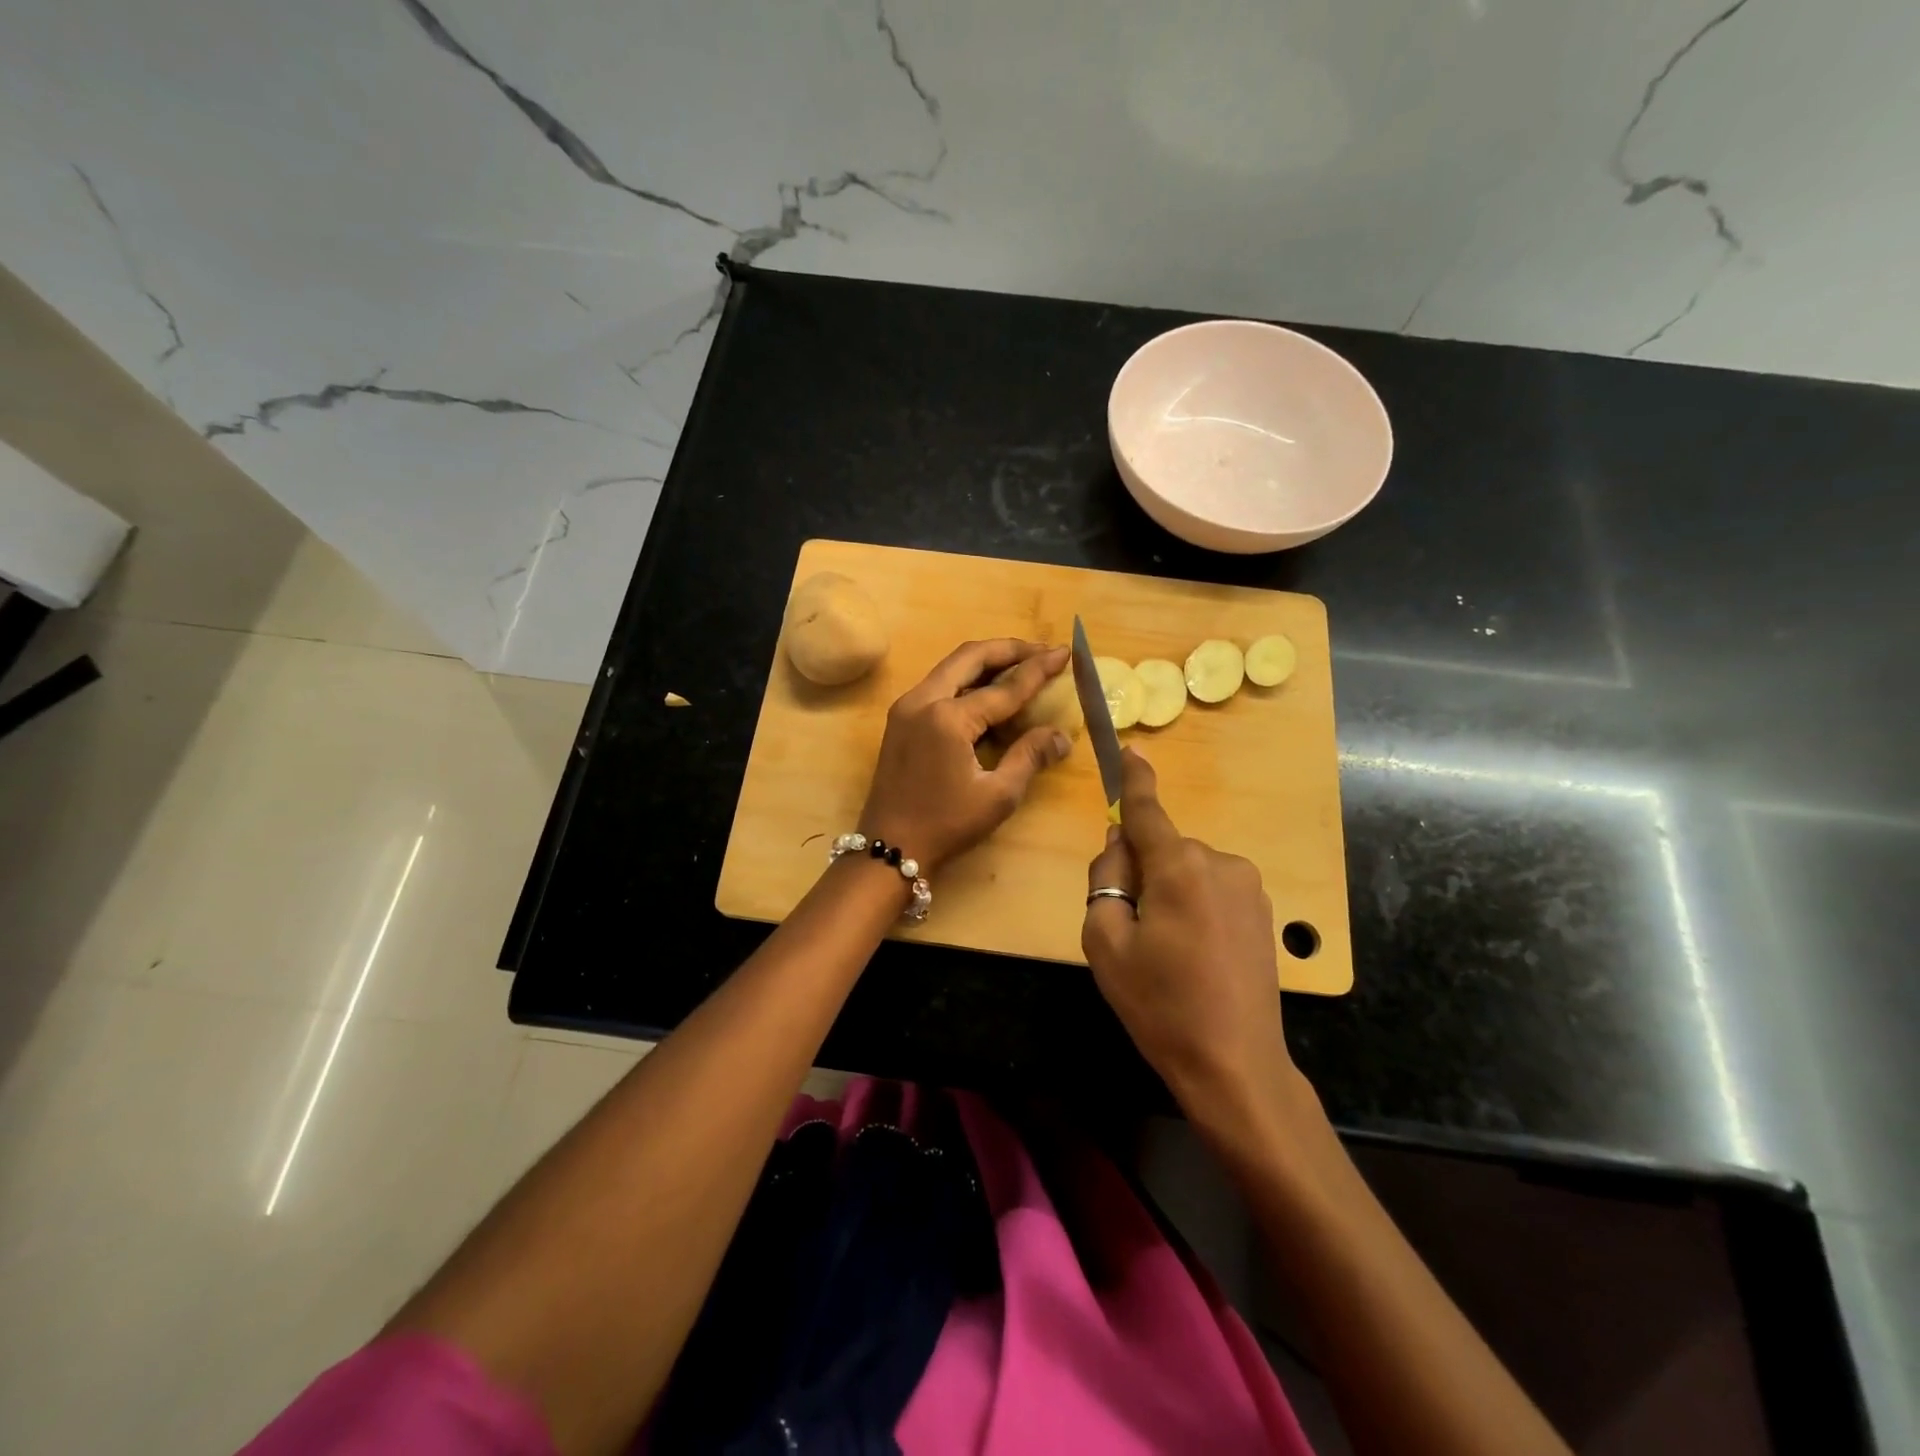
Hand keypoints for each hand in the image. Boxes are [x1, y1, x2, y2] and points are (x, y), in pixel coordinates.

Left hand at [859, 639, 1072, 873]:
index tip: (1065, 653)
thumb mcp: (998, 795)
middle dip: (1009, 649)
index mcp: (948, 717)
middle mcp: (923, 700)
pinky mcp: (901, 719)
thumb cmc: (946, 825)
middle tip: (1042, 651)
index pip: (1004, 687)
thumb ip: (1029, 756)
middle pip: (970, 656)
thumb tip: (1061, 736)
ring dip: (987, 661)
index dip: (1038, 669)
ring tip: (1022, 664)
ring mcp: (907, 707)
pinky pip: (939, 684)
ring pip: (952, 666)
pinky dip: (967, 679)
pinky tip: (990, 690)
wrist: (889, 848)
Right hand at [1082, 748, 1298, 1118]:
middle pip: (1162, 849)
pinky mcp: (1262, 910)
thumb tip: (1121, 845)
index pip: (1147, 811)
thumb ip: (1105, 879)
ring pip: (1186, 870)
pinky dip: (1193, 906)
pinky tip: (1195, 955)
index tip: (1129, 749)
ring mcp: (1248, 887)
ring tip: (1166, 952)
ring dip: (1167, 892)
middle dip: (1140, 872)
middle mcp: (1220, 863)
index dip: (1134, 780)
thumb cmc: (1160, 1005)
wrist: (1235, 1065)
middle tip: (1130, 931)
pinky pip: (1211, 889)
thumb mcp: (1105, 942)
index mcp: (1179, 868)